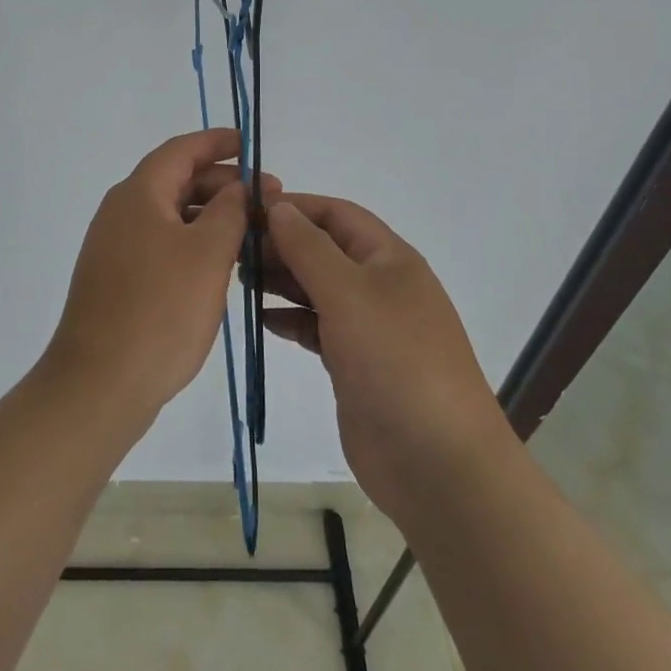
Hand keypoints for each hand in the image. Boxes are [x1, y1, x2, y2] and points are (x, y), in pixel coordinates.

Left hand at [42, 130, 278, 424]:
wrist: (99, 383)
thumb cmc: (160, 310)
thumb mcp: (208, 254)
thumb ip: (229, 211)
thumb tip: (237, 187)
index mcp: (139, 194)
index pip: (182, 149)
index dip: (217, 142)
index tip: (250, 142)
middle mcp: (121, 211)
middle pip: (176, 179)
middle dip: (222, 182)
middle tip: (268, 198)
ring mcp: (114, 246)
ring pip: (170, 214)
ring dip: (210, 215)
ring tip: (252, 232)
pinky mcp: (116, 277)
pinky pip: (160, 242)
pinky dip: (192, 241)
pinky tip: (219, 264)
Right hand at [262, 196, 508, 524]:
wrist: (437, 464)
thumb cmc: (395, 360)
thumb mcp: (348, 293)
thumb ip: (309, 247)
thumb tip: (280, 207)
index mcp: (389, 258)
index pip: (336, 214)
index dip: (294, 206)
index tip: (246, 210)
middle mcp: (380, 286)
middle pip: (324, 249)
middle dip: (282, 244)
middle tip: (233, 250)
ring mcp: (368, 327)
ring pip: (317, 288)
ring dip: (281, 280)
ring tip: (240, 280)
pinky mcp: (355, 364)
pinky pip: (317, 328)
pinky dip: (290, 320)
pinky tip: (263, 320)